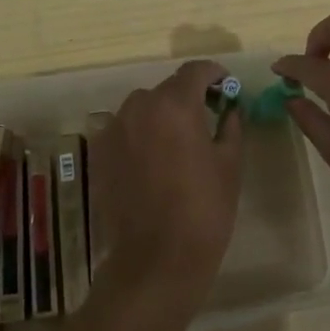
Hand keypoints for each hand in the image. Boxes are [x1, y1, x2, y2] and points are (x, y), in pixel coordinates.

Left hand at [89, 60, 244, 300]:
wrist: (156, 259)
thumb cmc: (204, 209)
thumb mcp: (230, 163)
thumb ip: (230, 125)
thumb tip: (230, 108)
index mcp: (174, 104)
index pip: (195, 71)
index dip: (214, 74)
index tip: (225, 87)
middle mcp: (139, 106)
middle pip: (167, 89)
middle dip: (188, 97)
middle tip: (206, 118)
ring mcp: (113, 129)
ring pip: (143, 108)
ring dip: (161, 115)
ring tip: (177, 142)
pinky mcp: (99, 153)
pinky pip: (124, 130)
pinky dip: (140, 135)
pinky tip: (152, 161)